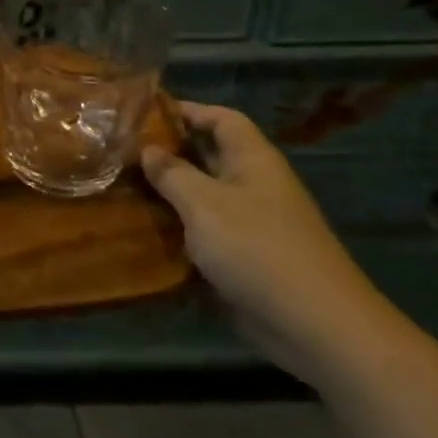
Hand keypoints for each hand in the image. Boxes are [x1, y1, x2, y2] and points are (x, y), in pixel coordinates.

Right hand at [142, 103, 396, 386]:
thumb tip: (147, 149)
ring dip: (168, 196)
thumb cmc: (258, 249)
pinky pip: (204, 235)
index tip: (144, 113)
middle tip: (121, 153)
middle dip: (167, 154)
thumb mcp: (204, 204)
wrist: (316, 327)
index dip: (187, 110)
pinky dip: (178, 232)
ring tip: (121, 189)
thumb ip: (171, 173)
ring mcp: (250, 224)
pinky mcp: (244, 260)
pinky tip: (143, 234)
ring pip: (202, 198)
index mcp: (252, 160)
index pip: (220, 118)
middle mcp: (253, 185)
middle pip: (207, 157)